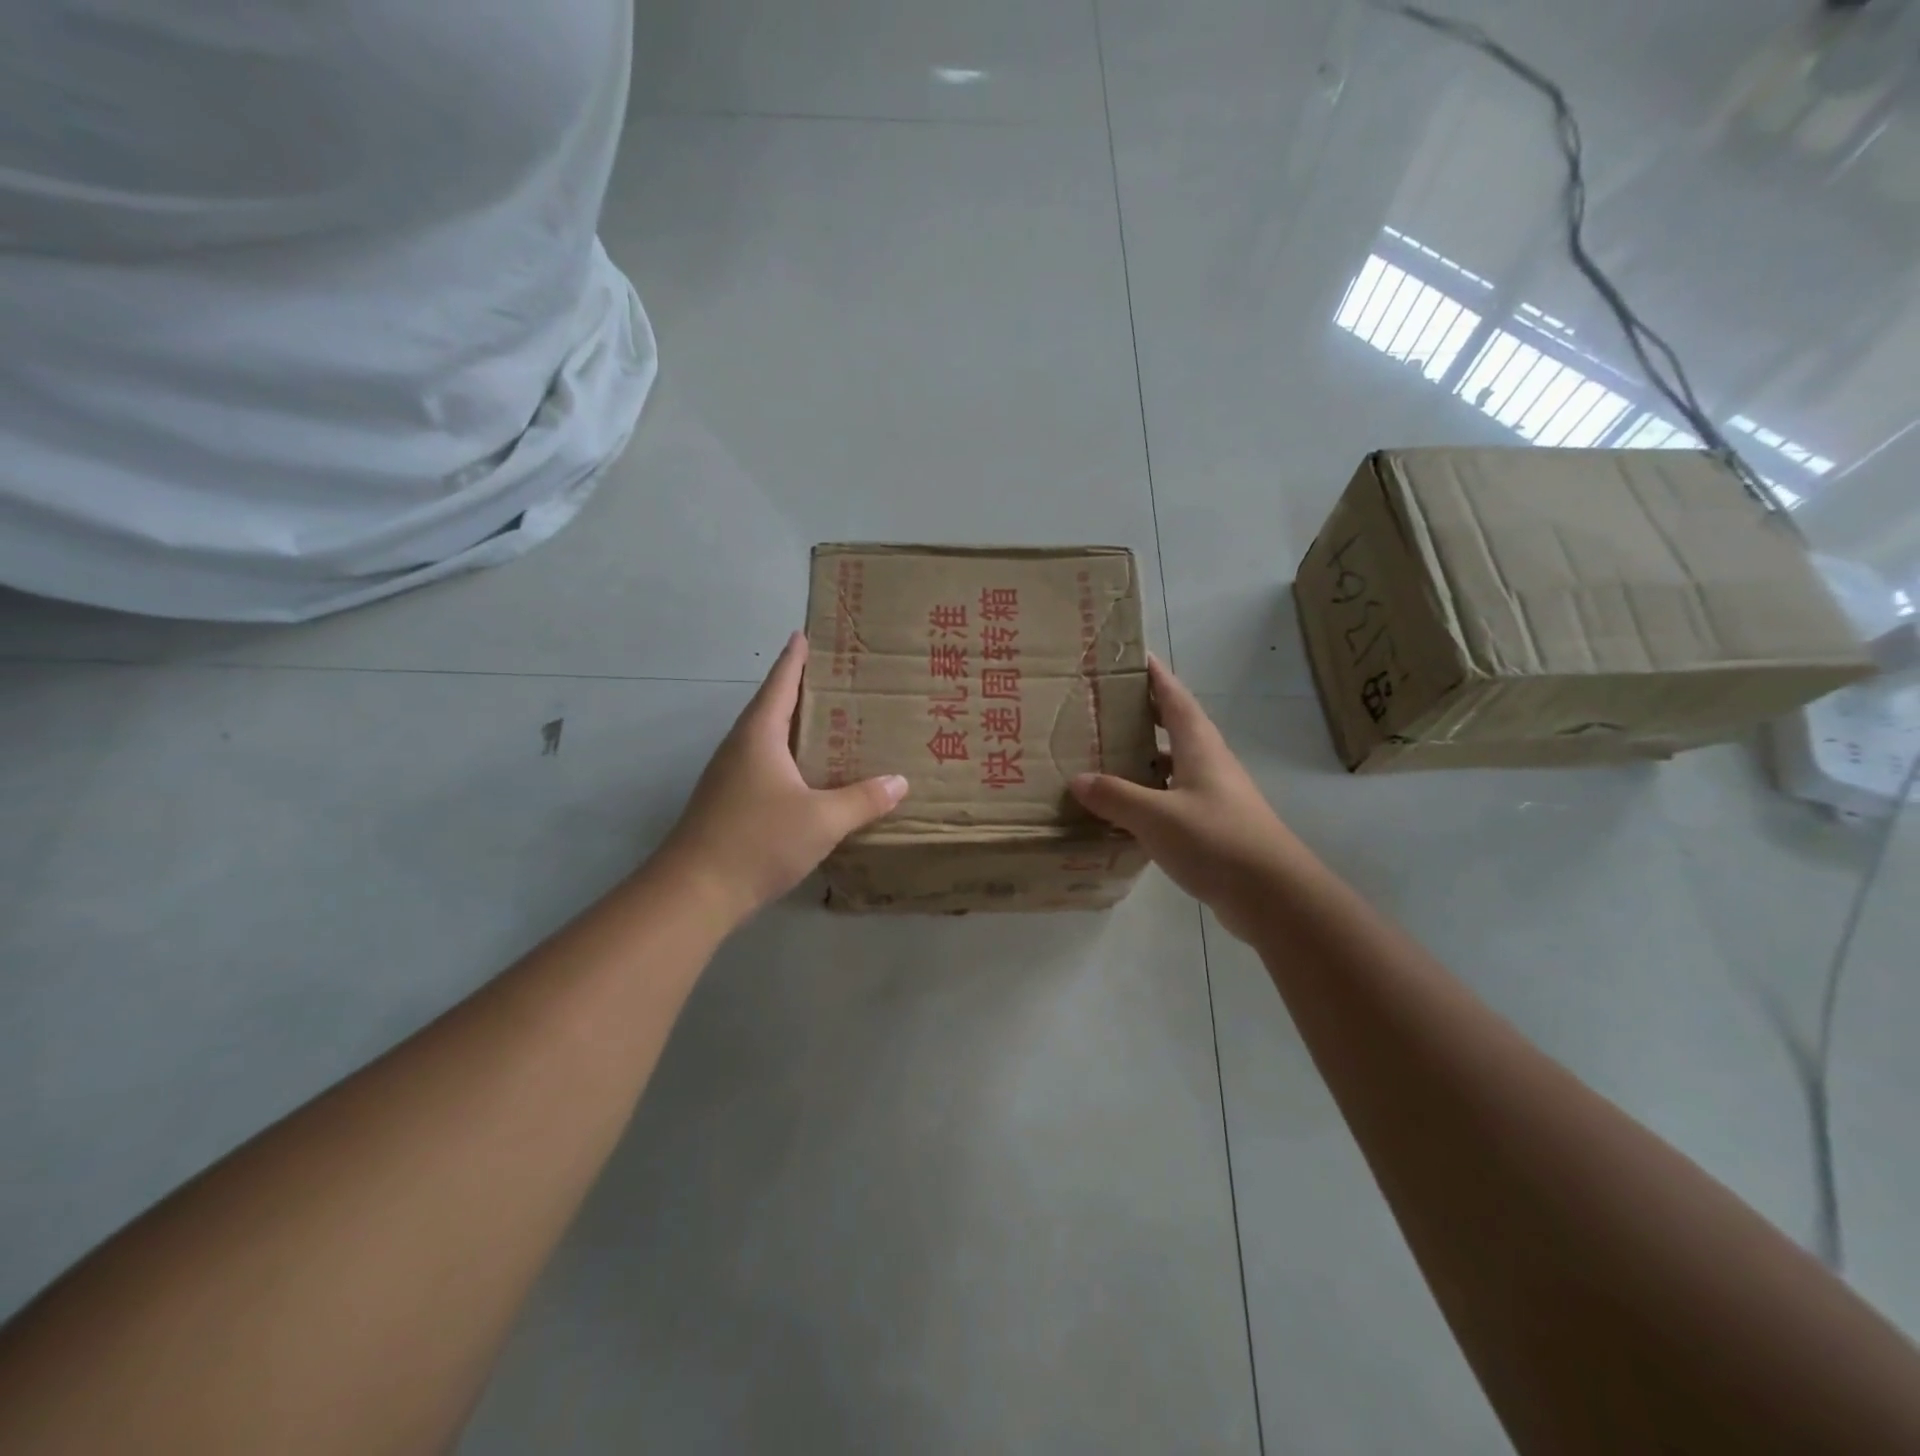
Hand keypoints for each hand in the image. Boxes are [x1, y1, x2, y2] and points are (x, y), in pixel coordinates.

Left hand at [659, 632, 907, 926]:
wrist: (695, 892)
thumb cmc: (758, 840)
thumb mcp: (822, 820)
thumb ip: (863, 800)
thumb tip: (899, 782)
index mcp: (759, 736)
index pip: (781, 684)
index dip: (795, 659)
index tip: (804, 634)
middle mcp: (740, 748)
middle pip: (773, 708)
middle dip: (803, 692)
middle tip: (839, 681)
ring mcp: (730, 777)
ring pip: (768, 740)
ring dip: (796, 729)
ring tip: (832, 725)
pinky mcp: (728, 804)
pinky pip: (766, 767)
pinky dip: (790, 760)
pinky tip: (810, 777)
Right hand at [1070, 657, 1307, 941]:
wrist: (1273, 895)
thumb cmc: (1217, 840)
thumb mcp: (1156, 816)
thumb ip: (1115, 796)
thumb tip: (1078, 780)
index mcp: (1199, 746)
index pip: (1174, 697)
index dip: (1154, 675)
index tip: (1131, 655)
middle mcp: (1208, 763)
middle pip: (1172, 727)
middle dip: (1140, 714)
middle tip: (1100, 707)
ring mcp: (1212, 796)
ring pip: (1170, 765)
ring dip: (1141, 758)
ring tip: (1101, 755)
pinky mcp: (1211, 826)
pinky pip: (1171, 799)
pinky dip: (1146, 796)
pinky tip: (1122, 810)